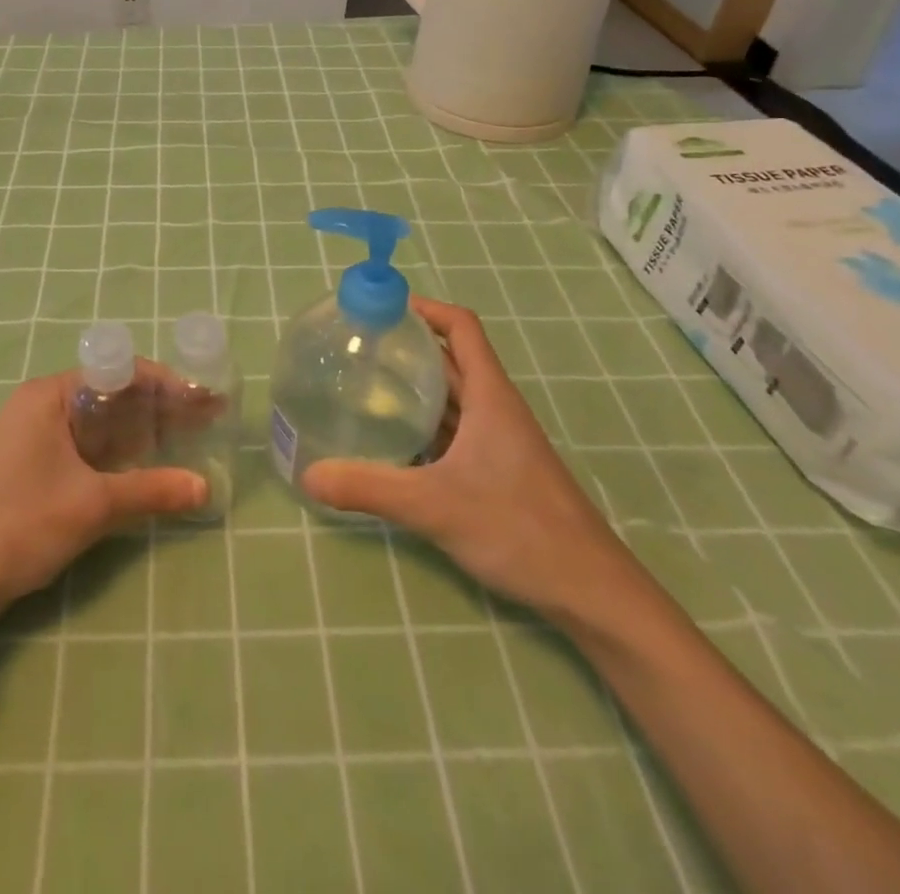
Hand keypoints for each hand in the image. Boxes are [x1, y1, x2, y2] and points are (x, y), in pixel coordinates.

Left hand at [0, 367, 206, 657]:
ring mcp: (37, 434)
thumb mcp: (93, 505)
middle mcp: (43, 404)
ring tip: (190, 436)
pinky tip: (150, 462)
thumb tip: (205, 487)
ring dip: (143, 429)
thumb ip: (151, 491)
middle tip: (207, 418)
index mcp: (50, 395)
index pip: (120, 372)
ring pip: (102, 421)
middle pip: (113, 394)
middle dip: (161, 406)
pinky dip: (121, 450)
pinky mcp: (36, 463)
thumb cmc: (21, 525)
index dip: (166, 384)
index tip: (204, 398)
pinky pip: (88, 445)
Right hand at [302, 297, 645, 627]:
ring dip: (415, 386)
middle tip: (356, 347)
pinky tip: (393, 442)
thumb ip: (369, 488)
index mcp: (490, 395)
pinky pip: (454, 431)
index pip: (460, 327)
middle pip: (450, 359)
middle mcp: (495, 408)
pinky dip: (424, 425)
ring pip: (452, 397)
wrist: (590, 591)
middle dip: (407, 346)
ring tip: (364, 386)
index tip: (381, 308)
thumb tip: (308, 474)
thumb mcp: (434, 506)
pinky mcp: (498, 469)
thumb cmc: (519, 529)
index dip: (425, 308)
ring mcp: (499, 441)